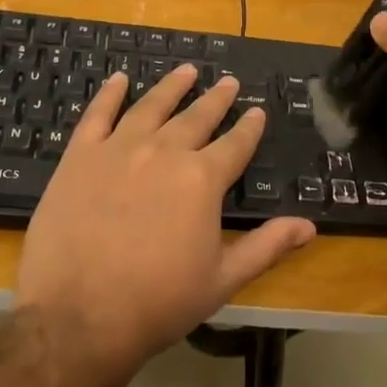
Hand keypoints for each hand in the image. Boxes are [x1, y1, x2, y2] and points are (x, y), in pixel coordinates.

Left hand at [15, 64, 315, 386]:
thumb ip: (267, 246)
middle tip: (229, 82)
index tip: (257, 111)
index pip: (235, 144)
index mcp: (202, 179)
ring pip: (152, 105)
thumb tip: (309, 226)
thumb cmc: (157, 303)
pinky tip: (119, 80)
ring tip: (187, 70)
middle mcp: (165, 151)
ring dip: (172, 86)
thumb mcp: (222, 280)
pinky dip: (110, 94)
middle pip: (197, 116)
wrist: (77, 316)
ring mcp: (119, 148)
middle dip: (217, 99)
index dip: (249, 127)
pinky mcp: (81, 156)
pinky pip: (98, 114)